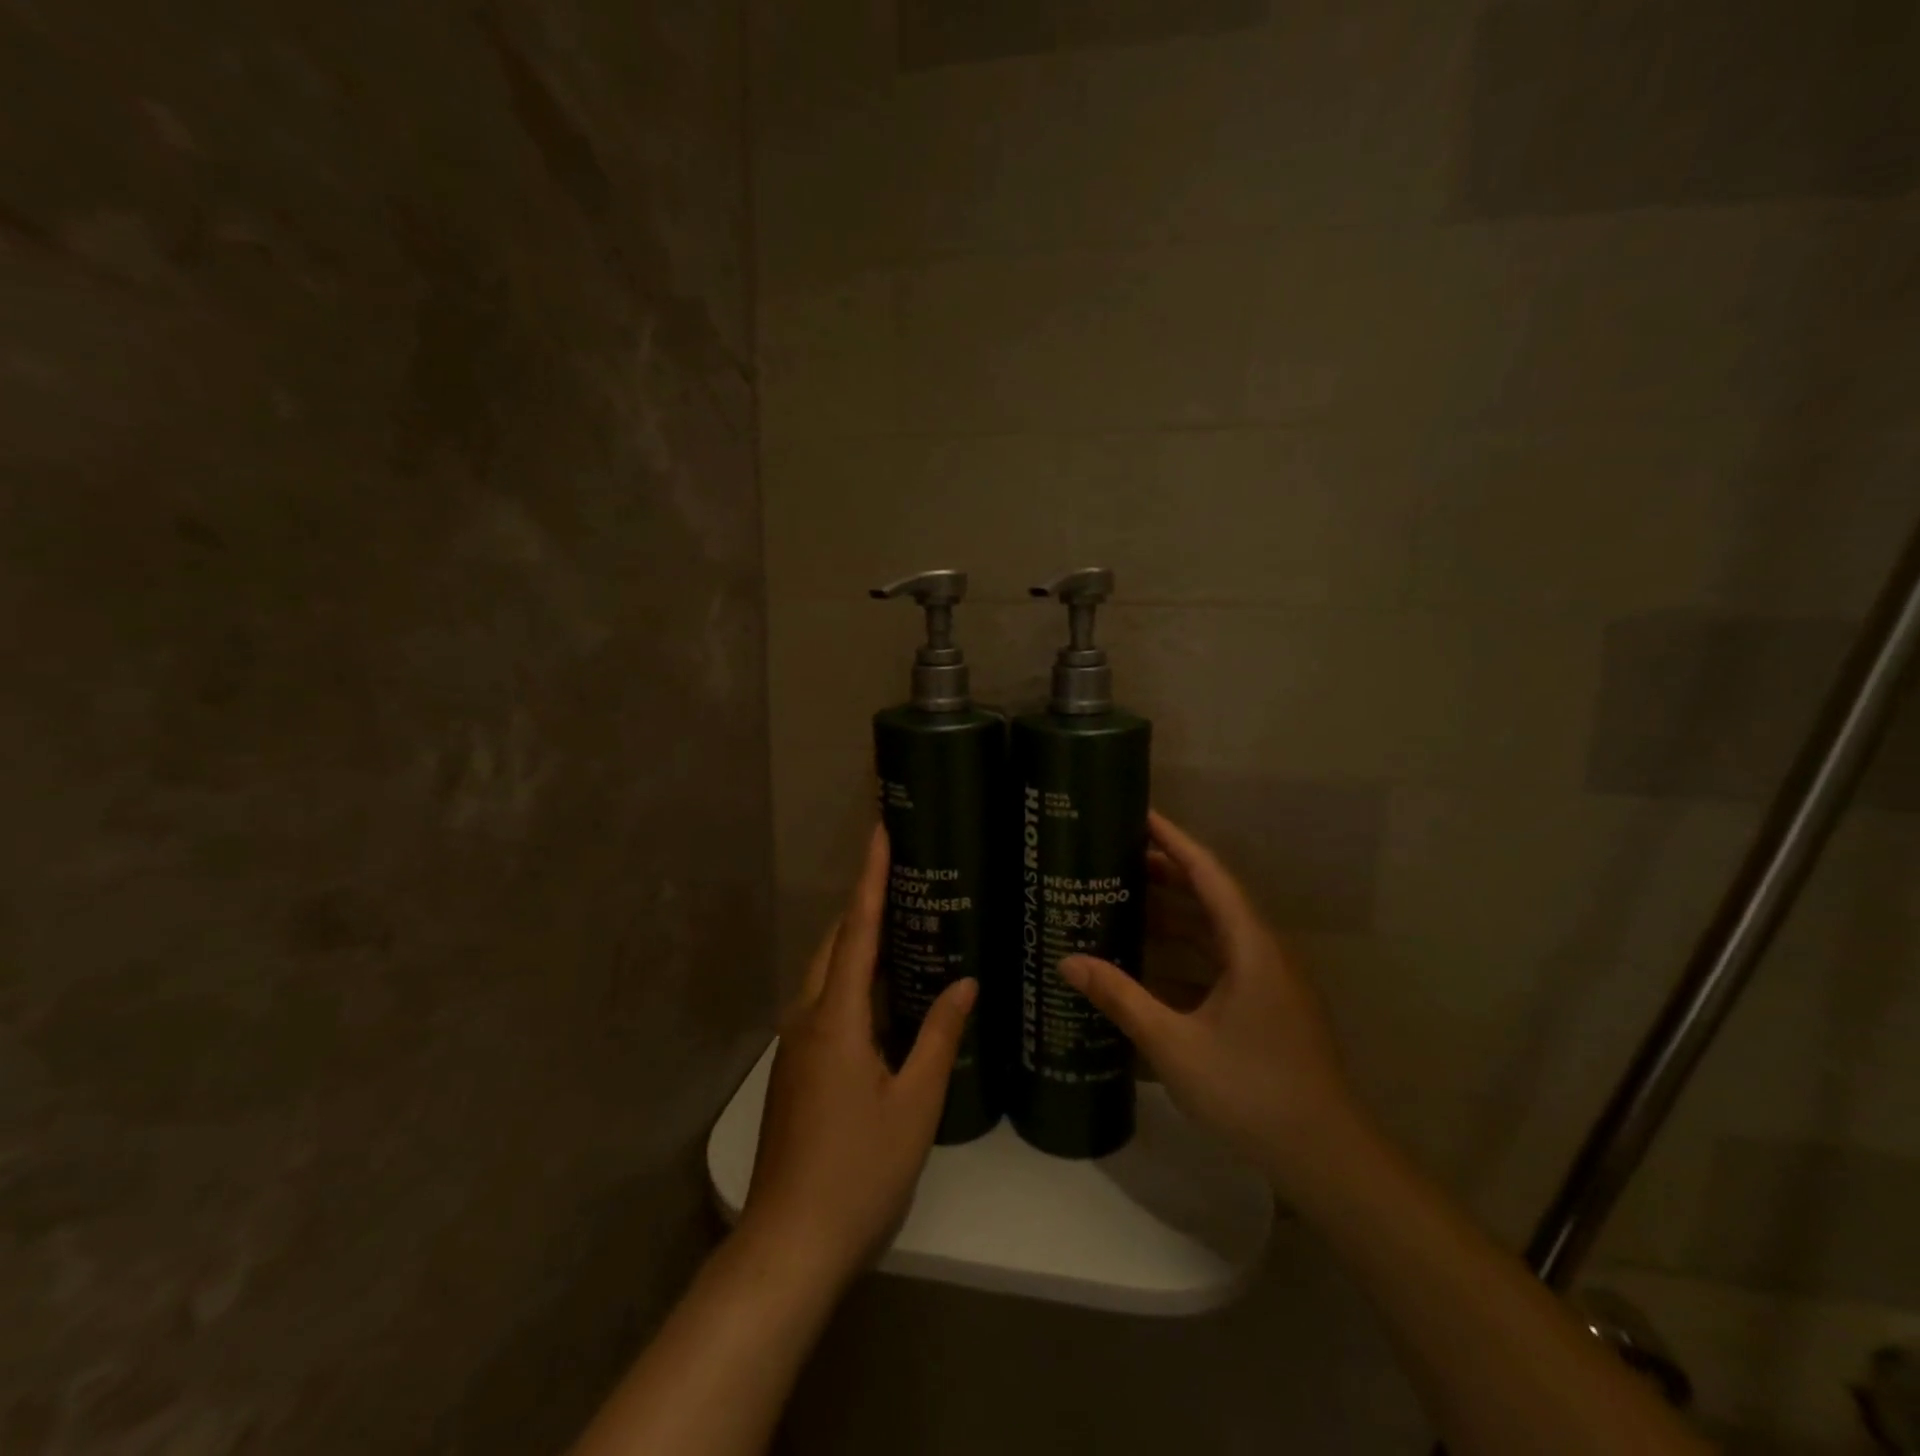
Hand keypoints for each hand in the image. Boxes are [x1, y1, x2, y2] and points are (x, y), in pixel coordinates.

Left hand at [742, 825, 976, 1283]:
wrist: (790, 1243)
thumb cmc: (859, 1171)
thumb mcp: (914, 1104)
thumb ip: (939, 1037)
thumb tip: (965, 983)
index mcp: (836, 1017)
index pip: (858, 929)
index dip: (871, 877)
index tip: (880, 831)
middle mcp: (808, 1017)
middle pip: (835, 943)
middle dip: (863, 903)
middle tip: (902, 874)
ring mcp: (796, 1043)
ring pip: (826, 973)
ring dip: (857, 942)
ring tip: (901, 922)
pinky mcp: (796, 1067)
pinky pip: (825, 1002)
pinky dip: (853, 979)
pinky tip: (884, 993)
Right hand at [1059, 810, 1361, 1191]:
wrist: (1325, 1156)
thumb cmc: (1251, 1090)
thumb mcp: (1175, 1043)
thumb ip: (1121, 998)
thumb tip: (1067, 961)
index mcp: (1250, 945)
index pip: (1208, 872)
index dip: (1173, 840)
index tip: (1139, 814)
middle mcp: (1262, 951)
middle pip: (1211, 895)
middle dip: (1165, 872)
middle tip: (1114, 858)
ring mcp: (1267, 980)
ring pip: (1214, 929)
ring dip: (1173, 913)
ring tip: (1123, 900)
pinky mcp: (1265, 1005)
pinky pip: (1218, 960)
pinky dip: (1184, 951)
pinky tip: (1148, 962)